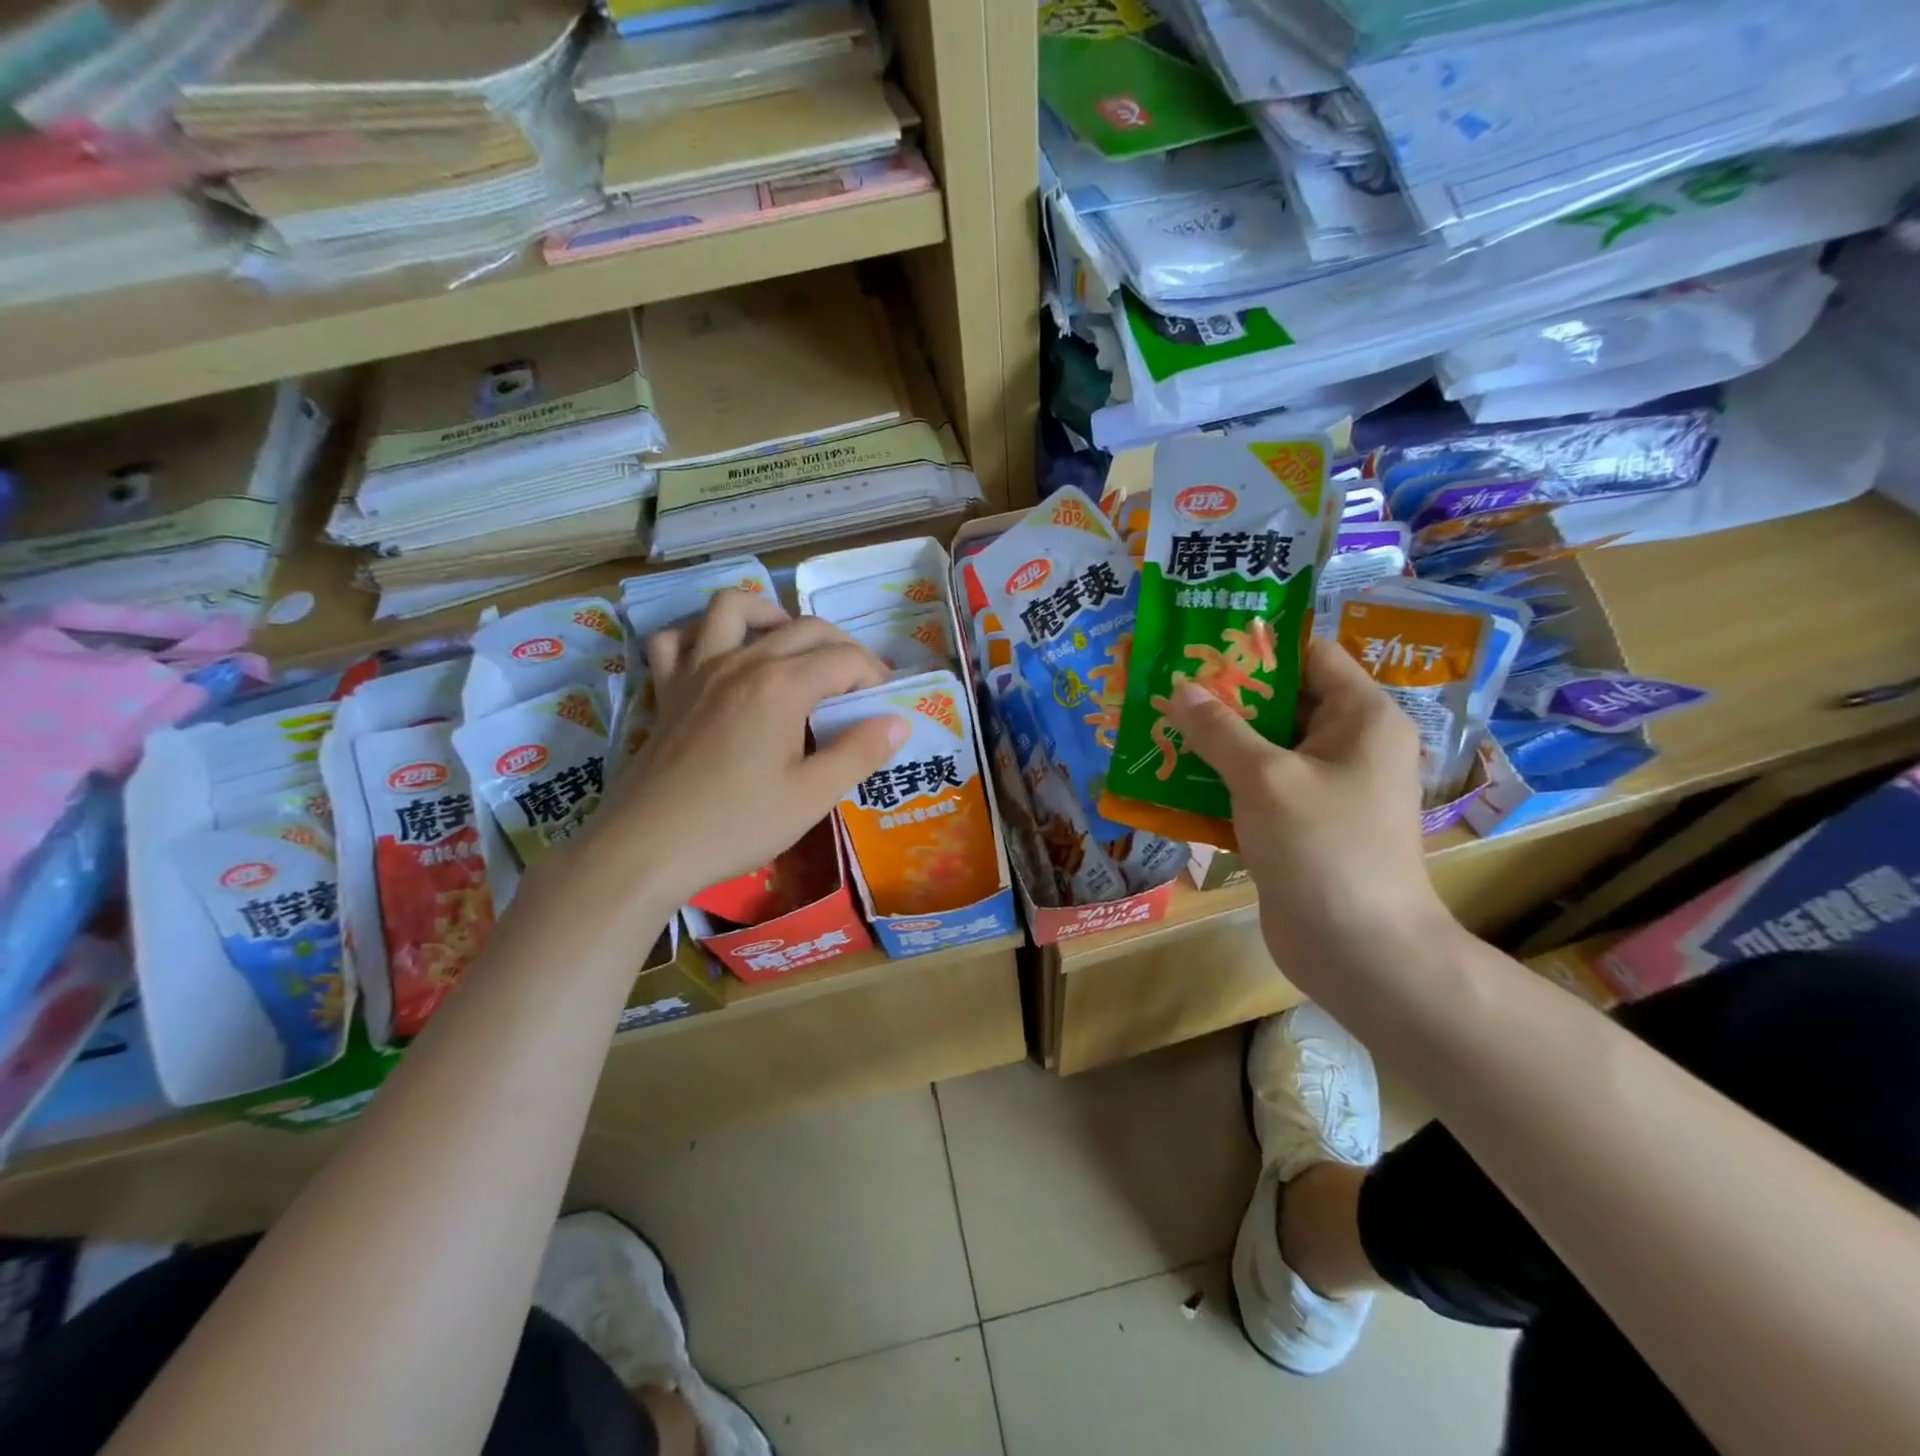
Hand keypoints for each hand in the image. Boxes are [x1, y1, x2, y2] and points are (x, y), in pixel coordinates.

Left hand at [565, 590, 905, 908]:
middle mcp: (741, 662)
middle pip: (803, 628)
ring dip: (771, 615)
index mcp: (782, 686)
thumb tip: (898, 721)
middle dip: (842, 646)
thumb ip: (859, 753)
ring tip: (791, 644)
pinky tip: (719, 655)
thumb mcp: (811, 797)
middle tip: (857, 683)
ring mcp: (697, 670)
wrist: (648, 847)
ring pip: (733, 608)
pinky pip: (677, 638)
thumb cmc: (736, 824)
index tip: (886, 702)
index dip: (874, 674)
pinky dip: (700, 634)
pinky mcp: (667, 689)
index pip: (844, 659)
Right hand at [1165, 638, 1460, 993]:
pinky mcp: (1302, 824)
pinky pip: (1258, 788)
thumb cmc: (1323, 847)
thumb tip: (1179, 688)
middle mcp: (1348, 744)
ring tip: (1157, 727)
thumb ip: (1218, 729)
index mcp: (1361, 717)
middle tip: (1165, 685)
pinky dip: (1220, 782)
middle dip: (1223, 696)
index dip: (1256, 645)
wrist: (1359, 950)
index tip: (1200, 643)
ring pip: (1263, 748)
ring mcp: (1325, 788)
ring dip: (1214, 742)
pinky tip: (1172, 779)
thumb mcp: (1265, 778)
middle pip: (1281, 701)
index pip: (1309, 655)